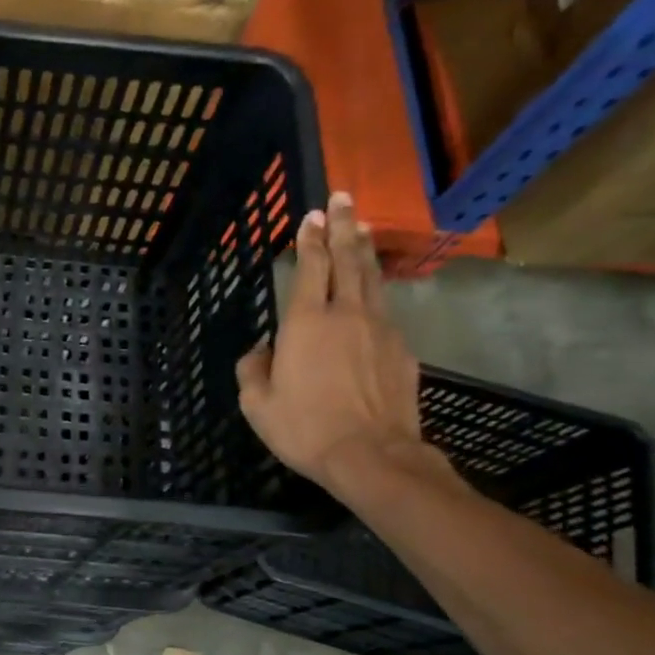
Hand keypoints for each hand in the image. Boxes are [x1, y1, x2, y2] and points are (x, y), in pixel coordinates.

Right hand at [235, 192, 440, 494]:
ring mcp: (380, 330)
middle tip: (343, 198)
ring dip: (364, 251)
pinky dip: (376, 292)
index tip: (313, 215)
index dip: (311, 239)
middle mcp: (346, 315)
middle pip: (348, 260)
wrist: (371, 456)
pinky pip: (385, 311)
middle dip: (343, 227)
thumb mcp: (257, 404)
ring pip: (372, 279)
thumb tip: (263, 350)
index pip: (311, 267)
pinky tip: (373, 294)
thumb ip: (253, 369)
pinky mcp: (401, 351)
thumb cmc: (305, 428)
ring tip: (362, 228)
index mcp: (306, 322)